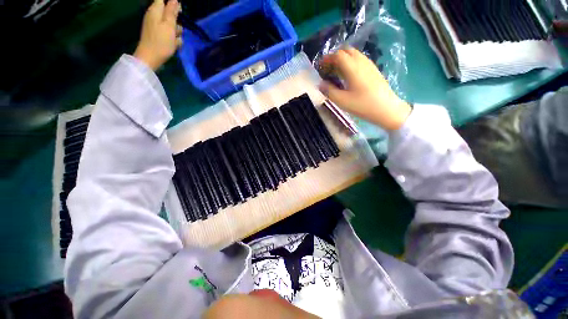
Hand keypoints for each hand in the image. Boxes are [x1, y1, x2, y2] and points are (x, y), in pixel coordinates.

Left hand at [134, 0, 182, 70]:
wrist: (150, 58)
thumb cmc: (161, 42)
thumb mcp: (169, 26)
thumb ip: (171, 11)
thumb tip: (175, 0)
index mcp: (156, 10)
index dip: (172, 2)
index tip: (179, 10)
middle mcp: (154, 15)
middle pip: (168, 11)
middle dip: (176, 17)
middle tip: (178, 26)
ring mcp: (155, 25)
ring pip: (170, 23)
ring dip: (176, 30)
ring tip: (176, 38)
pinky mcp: (157, 35)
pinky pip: (168, 32)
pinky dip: (173, 37)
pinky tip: (174, 44)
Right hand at [319, 48, 410, 130]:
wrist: (386, 109)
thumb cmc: (363, 105)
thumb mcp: (342, 100)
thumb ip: (329, 91)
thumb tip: (321, 84)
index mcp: (352, 67)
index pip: (338, 55)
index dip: (327, 59)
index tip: (320, 67)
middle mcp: (361, 61)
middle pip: (346, 51)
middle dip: (334, 57)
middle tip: (328, 69)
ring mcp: (369, 65)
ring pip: (354, 54)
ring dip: (343, 59)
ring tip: (337, 73)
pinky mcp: (374, 70)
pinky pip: (360, 60)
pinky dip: (351, 63)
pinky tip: (348, 76)